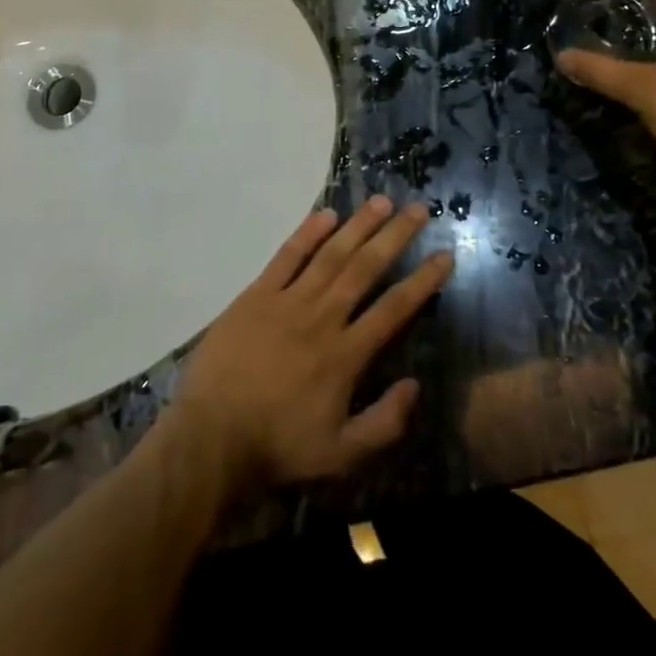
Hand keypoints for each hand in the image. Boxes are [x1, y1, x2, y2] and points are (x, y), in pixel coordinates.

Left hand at [168, 197, 452, 499]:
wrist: (211, 437)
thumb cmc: (278, 446)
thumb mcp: (341, 454)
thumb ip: (385, 423)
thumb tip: (416, 385)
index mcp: (345, 355)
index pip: (394, 309)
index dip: (422, 280)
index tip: (444, 254)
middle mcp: (322, 318)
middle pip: (365, 268)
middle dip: (394, 236)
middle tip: (418, 209)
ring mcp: (287, 302)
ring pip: (330, 255)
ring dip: (358, 226)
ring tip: (381, 201)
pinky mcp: (256, 295)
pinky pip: (286, 257)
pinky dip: (307, 233)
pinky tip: (326, 213)